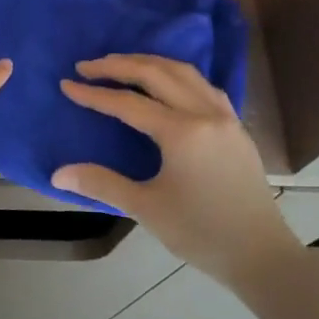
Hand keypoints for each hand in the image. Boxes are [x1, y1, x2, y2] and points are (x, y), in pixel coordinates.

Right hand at [51, 54, 298, 284]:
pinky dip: (176, 75)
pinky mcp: (236, 127)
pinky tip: (165, 84)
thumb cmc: (201, 233)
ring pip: (184, 72)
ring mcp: (225, 117)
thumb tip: (57, 174)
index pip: (128, 103)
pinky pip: (203, 85)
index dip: (94, 94)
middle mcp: (206, 114)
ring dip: (149, 63)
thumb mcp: (146, 208)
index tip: (67, 84)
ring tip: (121, 65)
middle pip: (157, 73)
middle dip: (118, 65)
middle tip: (87, 66)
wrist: (261, 256)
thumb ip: (101, 183)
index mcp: (182, 132)